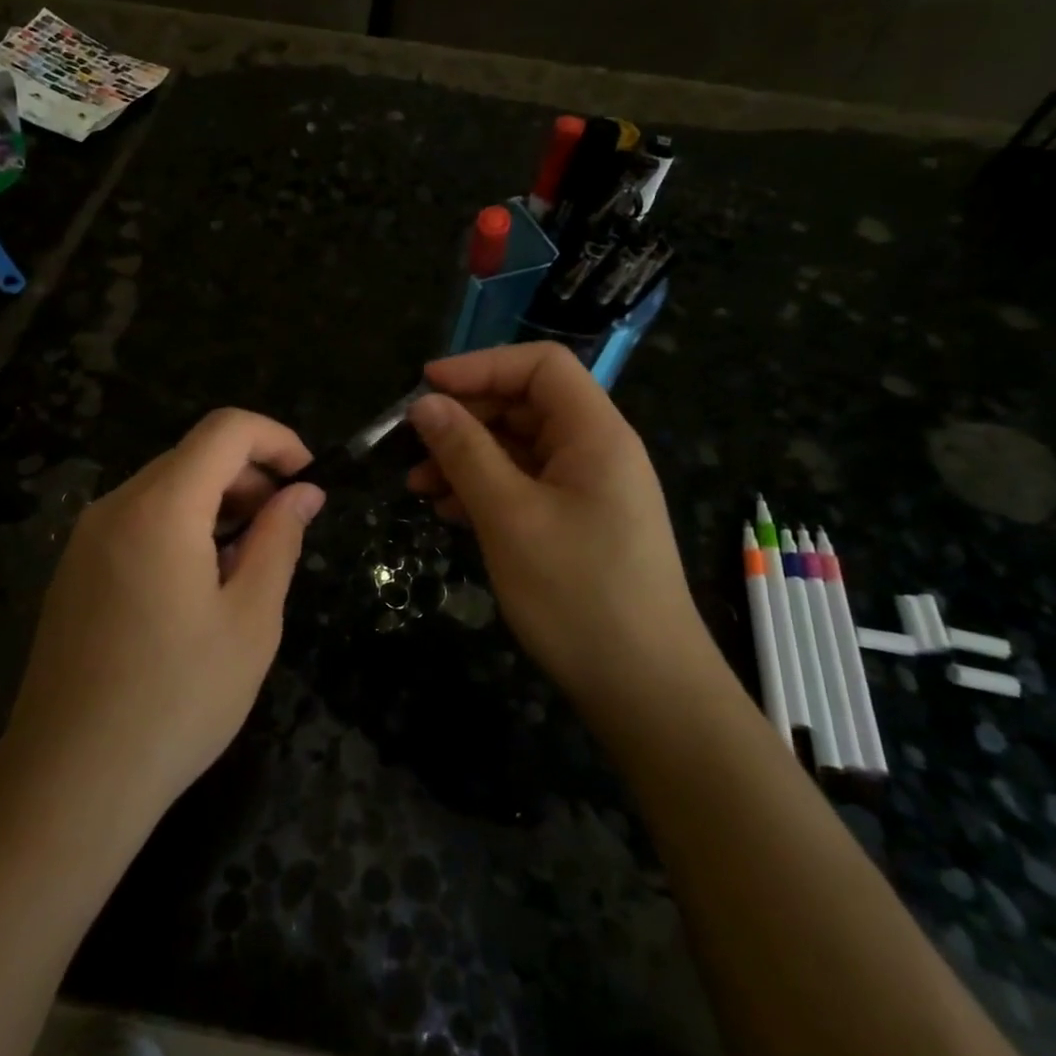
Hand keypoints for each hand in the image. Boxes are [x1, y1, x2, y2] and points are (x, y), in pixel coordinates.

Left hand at [0, 409, 325, 822]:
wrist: (69, 781)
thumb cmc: (177, 700)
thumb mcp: (250, 620)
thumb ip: (279, 541)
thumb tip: (304, 493)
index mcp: (160, 508)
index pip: (225, 430)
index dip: (277, 439)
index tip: (309, 478)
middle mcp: (114, 507)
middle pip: (193, 456)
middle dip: (250, 476)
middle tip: (285, 529)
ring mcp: (86, 539)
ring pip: (165, 489)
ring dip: (217, 504)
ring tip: (248, 563)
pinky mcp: (74, 571)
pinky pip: (137, 522)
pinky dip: (182, 528)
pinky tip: (200, 586)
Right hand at [405, 343, 702, 696]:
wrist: (644, 689)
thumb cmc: (578, 593)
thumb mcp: (509, 517)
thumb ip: (465, 453)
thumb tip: (424, 404)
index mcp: (595, 434)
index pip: (540, 366)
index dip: (481, 366)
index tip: (425, 387)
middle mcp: (596, 451)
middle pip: (525, 405)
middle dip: (465, 418)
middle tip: (411, 444)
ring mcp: (588, 490)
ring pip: (519, 449)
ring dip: (467, 457)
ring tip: (417, 486)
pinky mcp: (577, 524)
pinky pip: (525, 486)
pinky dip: (484, 490)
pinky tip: (449, 512)